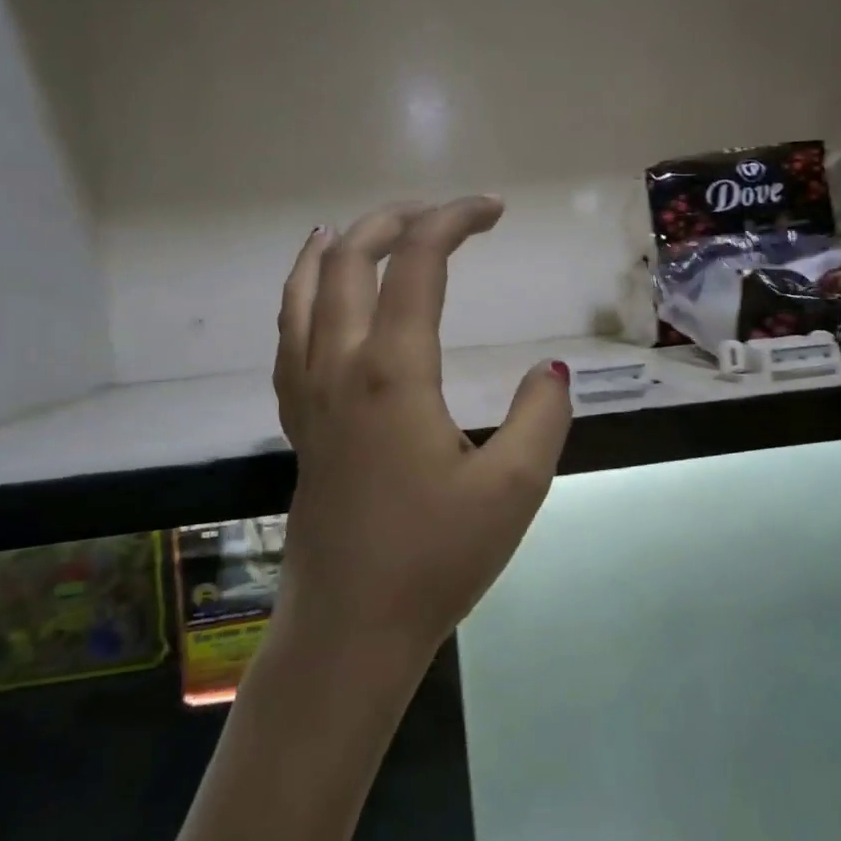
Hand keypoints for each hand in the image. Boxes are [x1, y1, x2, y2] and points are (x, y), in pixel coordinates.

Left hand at [271, 196, 572, 671]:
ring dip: (333, 250)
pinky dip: (300, 297)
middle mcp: (340, 368)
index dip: (454, 220)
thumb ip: (541, 416)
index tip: (493, 210)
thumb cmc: (434, 560)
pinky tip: (314, 303)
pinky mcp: (299, 424)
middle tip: (440, 214)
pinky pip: (288, 338)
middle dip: (394, 220)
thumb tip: (552, 371)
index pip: (417, 264)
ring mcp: (309, 395)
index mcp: (393, 372)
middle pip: (349, 262)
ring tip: (353, 229)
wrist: (349, 630)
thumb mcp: (514, 488)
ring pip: (302, 294)